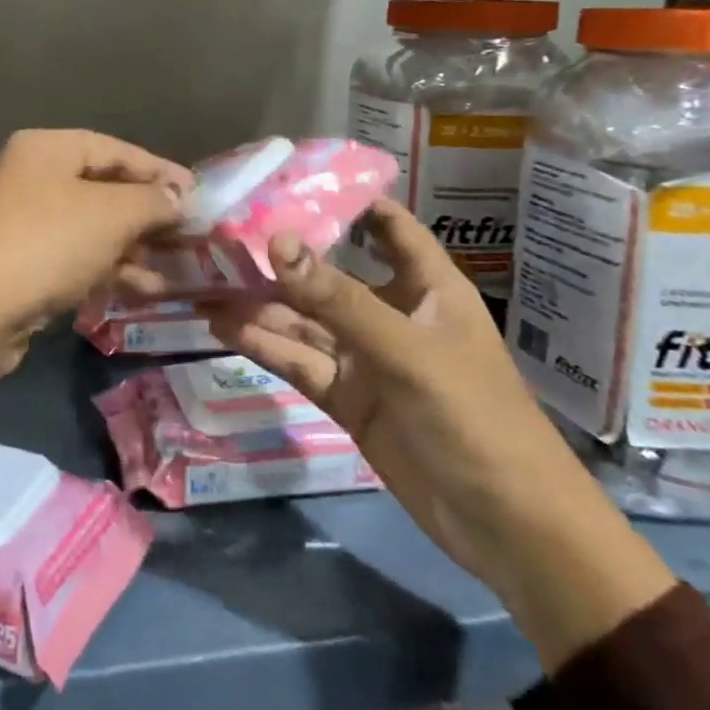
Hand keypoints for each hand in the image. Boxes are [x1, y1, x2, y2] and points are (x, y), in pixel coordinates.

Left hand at [0, 129, 192, 333]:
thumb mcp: (112, 214)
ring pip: (96, 228)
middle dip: (150, 214)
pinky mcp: (27, 263)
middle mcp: (36, 178)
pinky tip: (146, 288)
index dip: (161, 171)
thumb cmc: (48, 242)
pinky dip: (112, 269)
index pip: (117, 150)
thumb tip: (179, 198)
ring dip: (136, 247)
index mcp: (49, 149)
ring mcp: (29, 223)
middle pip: (106, 189)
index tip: (199, 194)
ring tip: (177, 267)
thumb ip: (153, 201)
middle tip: (191, 234)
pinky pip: (80, 257)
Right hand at [210, 199, 675, 672]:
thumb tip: (276, 241)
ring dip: (258, 305)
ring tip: (202, 284)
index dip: (346, 200)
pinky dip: (264, 346)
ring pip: (304, 322)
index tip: (289, 180)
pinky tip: (223, 328)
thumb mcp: (405, 350)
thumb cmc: (474, 418)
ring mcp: (366, 359)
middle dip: (279, 260)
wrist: (508, 528)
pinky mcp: (347, 398)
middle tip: (217, 240)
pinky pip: (300, 362)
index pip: (387, 226)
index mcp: (426, 287)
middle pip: (328, 276)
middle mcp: (392, 313)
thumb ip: (337, 299)